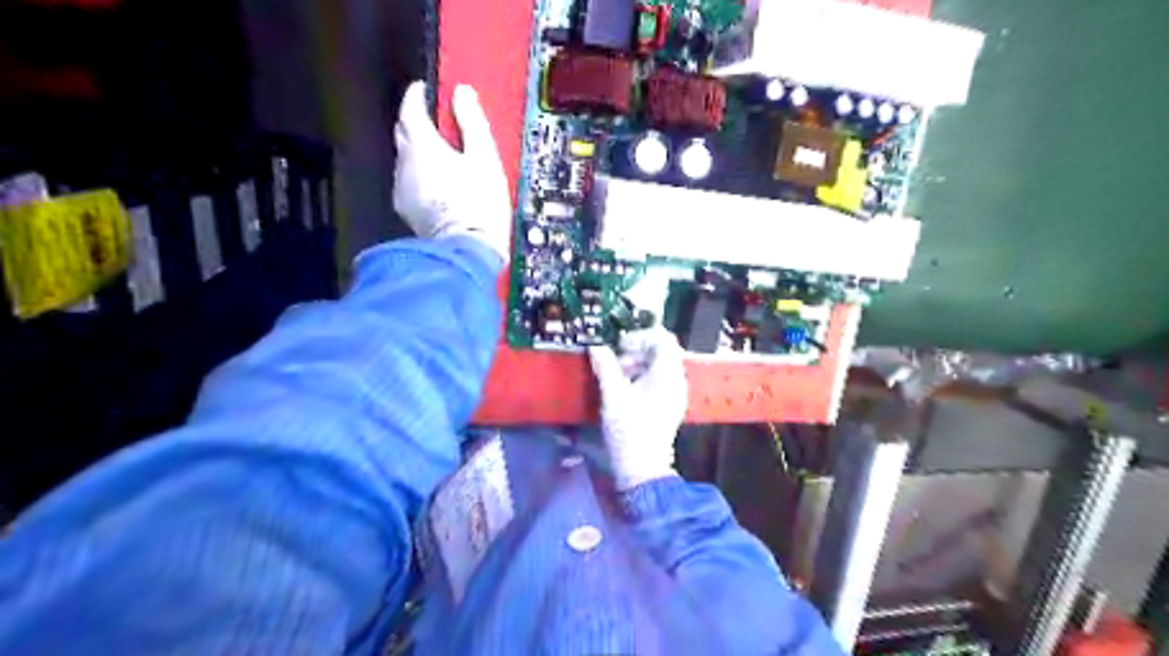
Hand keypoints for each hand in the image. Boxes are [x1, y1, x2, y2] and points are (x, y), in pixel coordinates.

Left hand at [391, 80, 513, 264]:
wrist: (467, 251)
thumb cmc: (479, 203)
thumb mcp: (485, 159)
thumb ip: (472, 122)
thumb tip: (462, 92)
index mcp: (422, 146)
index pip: (410, 108)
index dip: (417, 95)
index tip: (427, 90)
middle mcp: (404, 163)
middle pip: (403, 132)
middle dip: (417, 123)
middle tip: (440, 124)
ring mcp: (401, 188)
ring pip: (405, 158)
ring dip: (419, 152)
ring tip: (444, 159)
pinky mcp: (405, 209)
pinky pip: (408, 181)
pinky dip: (420, 175)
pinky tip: (439, 186)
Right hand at [589, 326, 686, 487]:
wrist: (642, 468)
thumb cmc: (629, 429)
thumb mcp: (613, 395)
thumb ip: (605, 366)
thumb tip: (596, 346)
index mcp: (668, 374)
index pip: (663, 339)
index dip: (640, 336)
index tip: (619, 345)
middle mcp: (677, 380)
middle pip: (661, 352)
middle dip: (636, 351)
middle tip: (615, 362)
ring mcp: (675, 394)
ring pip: (659, 367)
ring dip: (637, 365)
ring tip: (616, 376)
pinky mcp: (669, 406)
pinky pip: (659, 381)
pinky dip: (642, 378)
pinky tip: (625, 391)